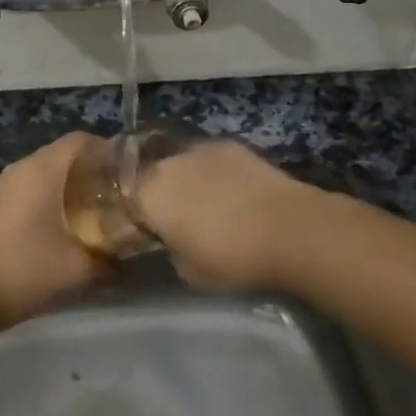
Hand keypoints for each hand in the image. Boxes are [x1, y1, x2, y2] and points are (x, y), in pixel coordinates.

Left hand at [0, 132, 111, 329]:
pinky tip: (60, 227)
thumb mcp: (78, 270)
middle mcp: (20, 170)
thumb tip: (126, 262)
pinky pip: (28, 189)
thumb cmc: (24, 271)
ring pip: (44, 173)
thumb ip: (109, 262)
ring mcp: (1, 187)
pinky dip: (48, 199)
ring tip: (93, 212)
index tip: (127, 173)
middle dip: (91, 171)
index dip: (107, 150)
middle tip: (115, 196)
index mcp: (41, 171)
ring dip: (69, 186)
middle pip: (63, 155)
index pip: (80, 140)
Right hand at [133, 140, 314, 292]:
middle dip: (159, 195)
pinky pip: (208, 158)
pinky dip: (213, 172)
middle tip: (178, 219)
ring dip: (186, 181)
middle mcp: (167, 164)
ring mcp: (199, 149)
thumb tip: (173, 239)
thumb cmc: (233, 258)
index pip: (127, 202)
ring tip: (207, 203)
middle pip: (152, 177)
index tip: (150, 233)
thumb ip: (170, 250)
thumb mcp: (189, 272)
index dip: (137, 218)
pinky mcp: (228, 144)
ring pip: (181, 165)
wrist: (289, 228)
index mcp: (149, 196)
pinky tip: (231, 190)